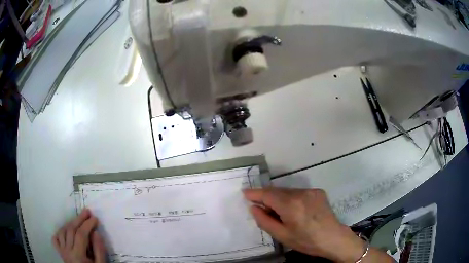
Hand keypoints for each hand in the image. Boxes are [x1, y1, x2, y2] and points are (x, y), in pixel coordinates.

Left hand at [52, 209, 105, 262]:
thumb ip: (99, 251)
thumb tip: (96, 233)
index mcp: (78, 256)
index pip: (81, 235)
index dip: (87, 225)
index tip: (94, 218)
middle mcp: (67, 251)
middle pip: (71, 230)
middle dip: (79, 219)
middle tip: (87, 212)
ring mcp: (62, 251)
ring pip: (62, 231)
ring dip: (70, 223)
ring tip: (78, 220)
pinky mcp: (59, 252)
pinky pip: (56, 239)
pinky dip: (59, 232)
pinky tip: (65, 231)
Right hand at [244, 188, 366, 261]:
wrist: (333, 238)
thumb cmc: (306, 241)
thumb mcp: (282, 235)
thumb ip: (265, 220)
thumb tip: (254, 207)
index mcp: (291, 205)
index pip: (268, 194)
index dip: (255, 193)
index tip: (245, 193)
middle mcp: (301, 193)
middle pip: (277, 191)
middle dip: (266, 197)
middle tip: (260, 208)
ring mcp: (311, 191)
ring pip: (288, 191)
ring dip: (279, 198)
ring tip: (279, 212)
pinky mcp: (318, 191)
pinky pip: (298, 192)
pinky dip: (290, 198)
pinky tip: (293, 209)